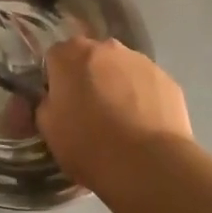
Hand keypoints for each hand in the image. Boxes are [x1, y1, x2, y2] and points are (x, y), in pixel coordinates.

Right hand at [36, 37, 192, 190]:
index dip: (55, 80)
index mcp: (70, 54)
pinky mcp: (166, 79)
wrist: (149, 165)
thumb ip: (44, 104)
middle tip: (89, 112)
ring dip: (116, 85)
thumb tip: (50, 100)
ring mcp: (140, 60)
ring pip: (120, 69)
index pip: (54, 57)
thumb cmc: (89, 145)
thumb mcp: (48, 129)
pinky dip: (142, 98)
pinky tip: (143, 126)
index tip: (60, 104)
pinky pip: (146, 84)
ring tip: (121, 122)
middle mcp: (105, 47)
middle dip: (87, 78)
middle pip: (90, 58)